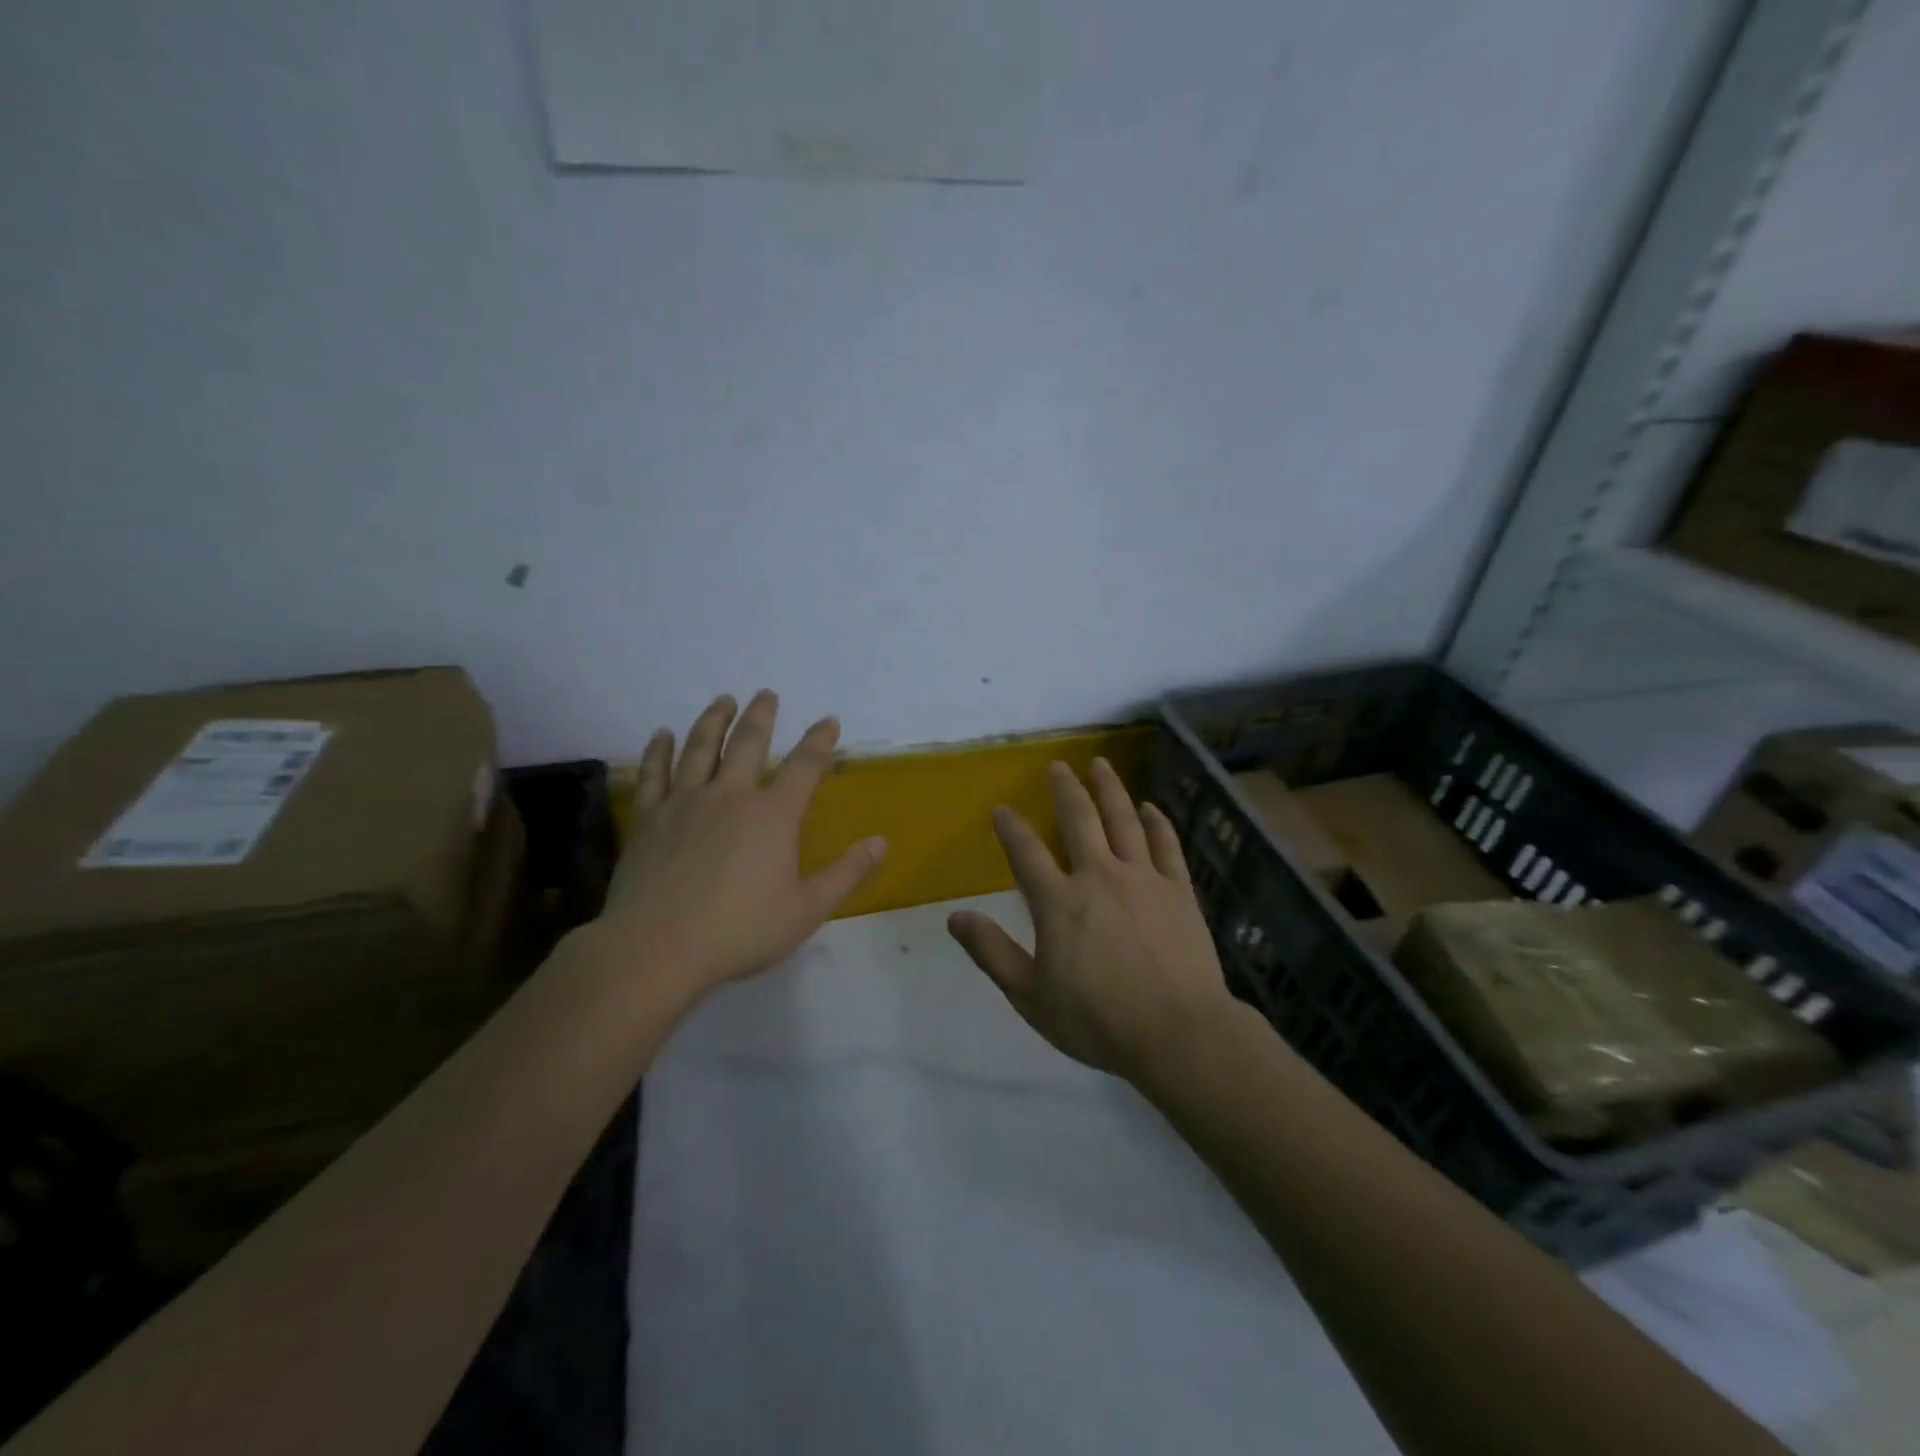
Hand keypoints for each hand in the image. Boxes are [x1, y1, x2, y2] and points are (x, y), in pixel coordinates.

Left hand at [592, 691, 886, 1007]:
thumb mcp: (807, 909)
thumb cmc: (740, 930)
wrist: (657, 948)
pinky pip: (655, 773)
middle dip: (762, 715)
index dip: (820, 741)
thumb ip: (846, 873)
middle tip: (767, 694)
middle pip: (749, 743)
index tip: (829, 721)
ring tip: (723, 701)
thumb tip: (881, 843)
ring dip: (714, 720)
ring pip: (701, 748)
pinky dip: (660, 750)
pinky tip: (662, 735)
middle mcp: (730, 796)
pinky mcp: (649, 819)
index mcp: (773, 815)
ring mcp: (685, 803)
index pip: (804, 767)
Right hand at [947, 758, 1234, 1080]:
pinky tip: (1150, 807)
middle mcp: (1099, 876)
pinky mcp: (1178, 890)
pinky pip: (1166, 845)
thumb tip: (954, 917)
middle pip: (1078, 819)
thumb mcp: (1031, 996)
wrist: (1178, 1034)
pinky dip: (1157, 822)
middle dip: (1065, 789)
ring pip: (1123, 820)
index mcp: (1059, 902)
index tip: (1001, 808)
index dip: (1011, 827)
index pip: (1026, 852)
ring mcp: (1143, 879)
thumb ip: (992, 953)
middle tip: (1057, 766)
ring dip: (1109, 789)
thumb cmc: (1098, 1020)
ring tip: (1100, 764)